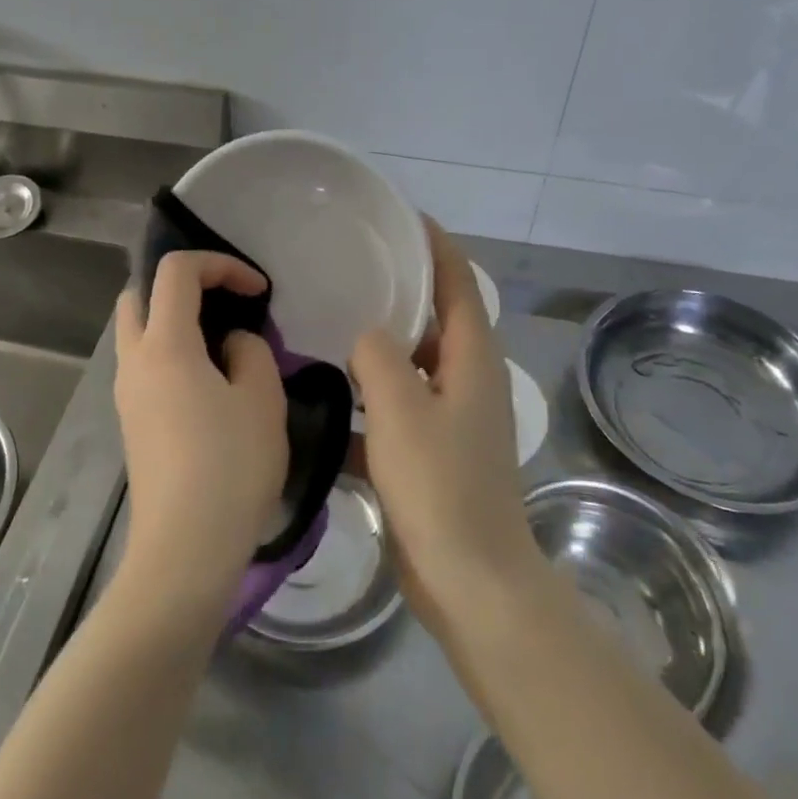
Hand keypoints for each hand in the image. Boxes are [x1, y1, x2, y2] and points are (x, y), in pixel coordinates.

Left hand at [114, 252, 288, 605]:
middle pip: (138, 294)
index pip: (176, 271)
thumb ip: (251, 352)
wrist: (185, 548)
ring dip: (173, 321)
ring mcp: (126, 394)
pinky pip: (144, 365)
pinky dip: (170, 352)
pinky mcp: (131, 422)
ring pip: (136, 332)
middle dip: (180, 286)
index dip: (220, 265)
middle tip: (223, 304)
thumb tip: (231, 345)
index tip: (258, 291)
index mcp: (164, 345)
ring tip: (222, 345)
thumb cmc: (230, 467)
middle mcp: (134, 361)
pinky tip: (208, 383)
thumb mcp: (262, 399)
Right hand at [351, 220, 536, 633]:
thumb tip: (366, 337)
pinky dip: (369, 398)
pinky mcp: (431, 453)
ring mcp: (451, 419)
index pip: (458, 283)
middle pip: (436, 320)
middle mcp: (467, 381)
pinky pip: (396, 408)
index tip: (400, 217)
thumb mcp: (401, 410)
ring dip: (379, 347)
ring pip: (411, 365)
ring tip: (328, 324)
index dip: (435, 245)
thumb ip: (378, 357)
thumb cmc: (441, 487)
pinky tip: (325, 397)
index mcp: (472, 361)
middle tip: (350, 268)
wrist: (470, 582)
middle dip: (401, 291)